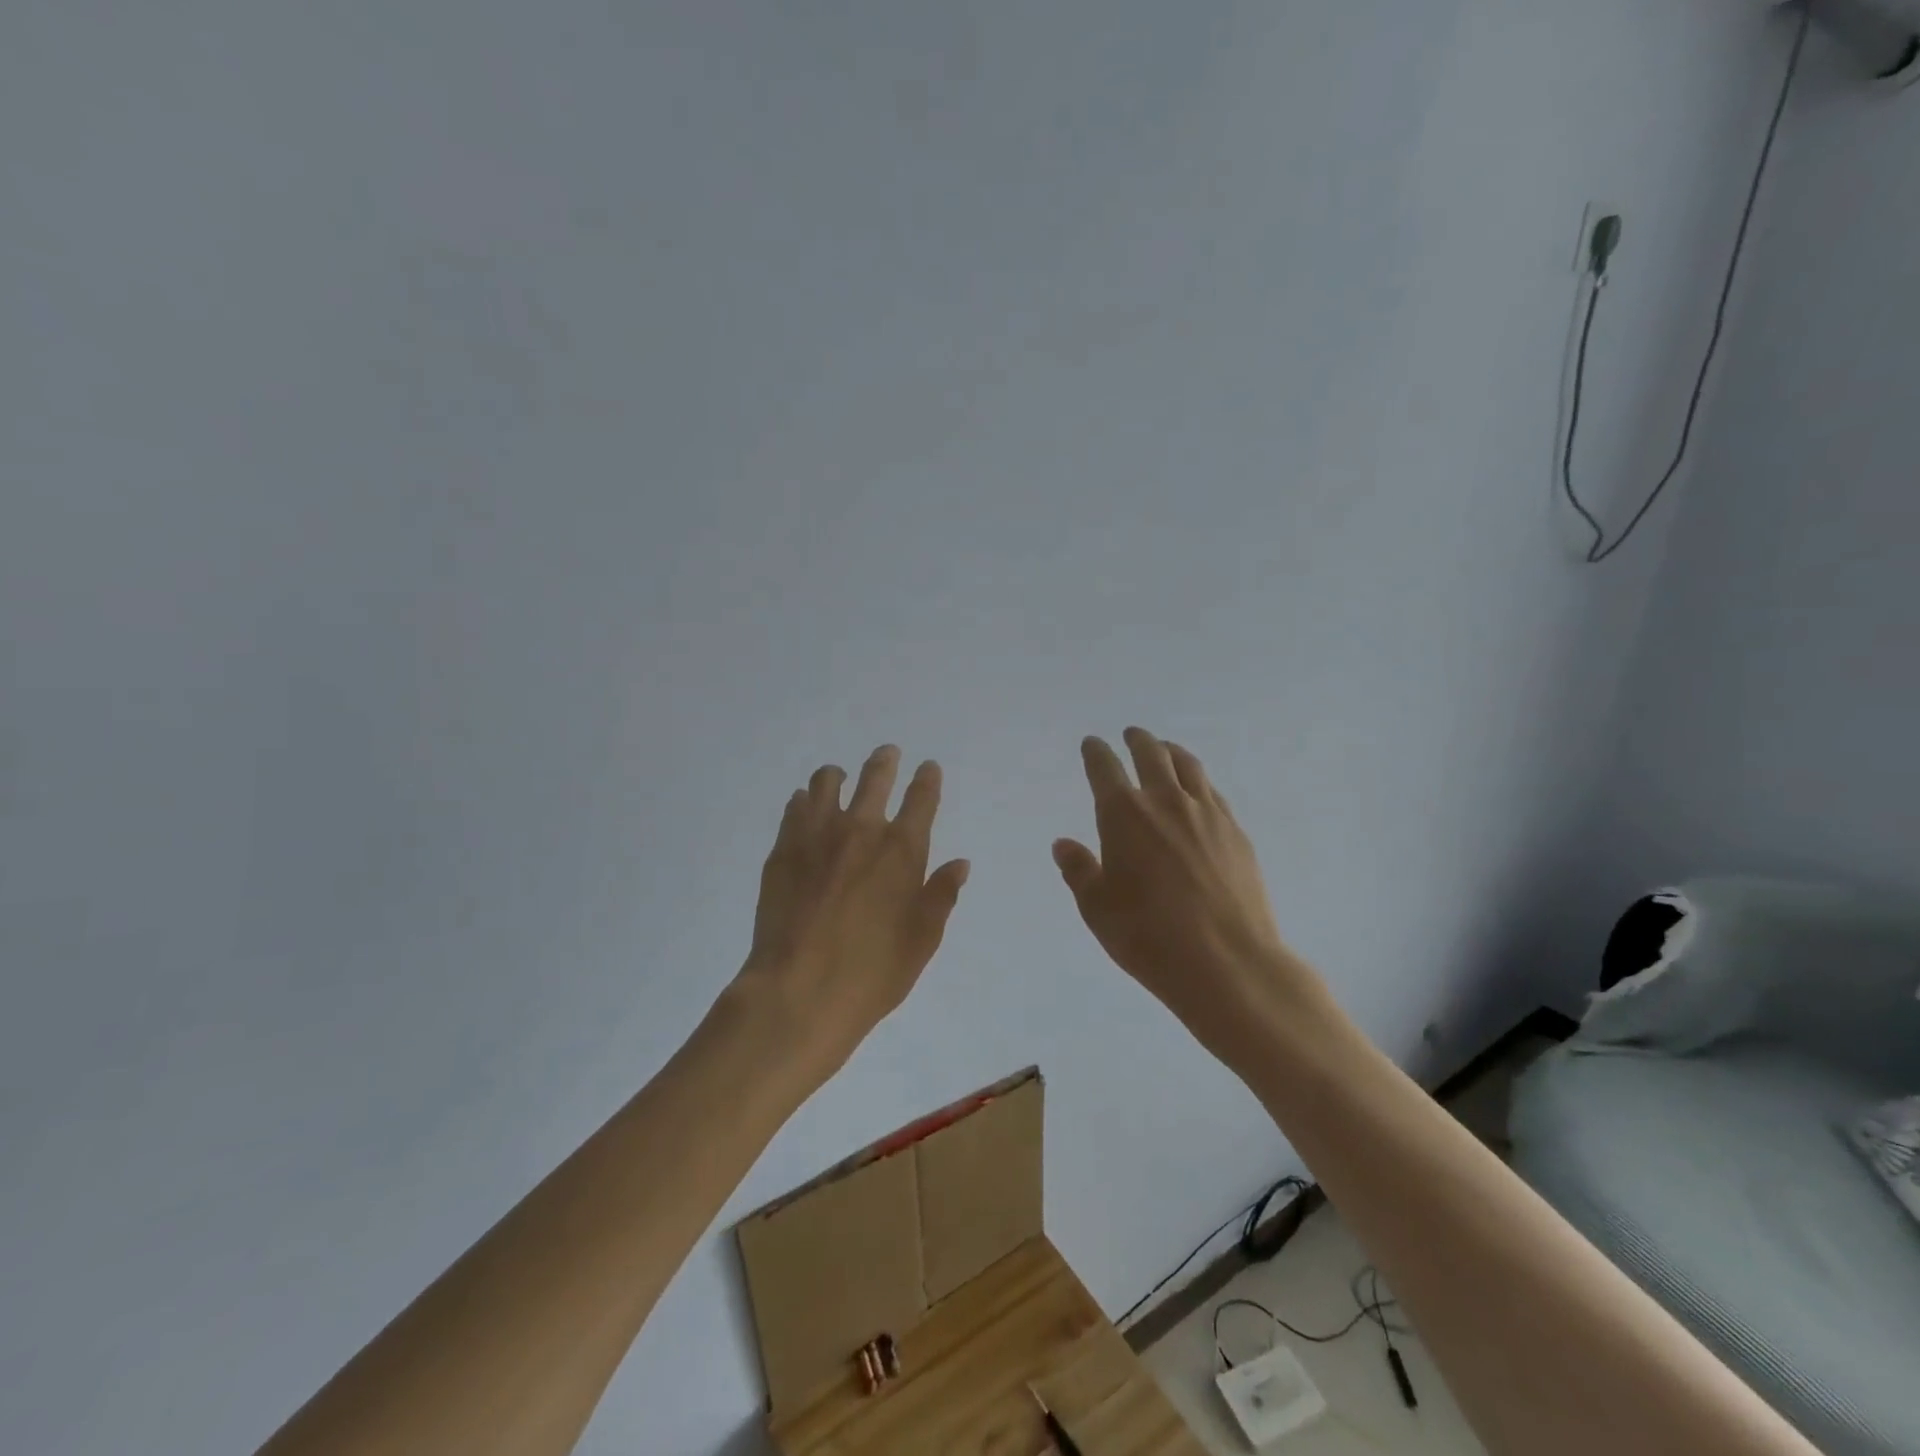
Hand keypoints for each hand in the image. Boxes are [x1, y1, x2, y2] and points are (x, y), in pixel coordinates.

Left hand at [734, 745, 969, 1087]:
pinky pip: (794, 807)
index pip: (921, 799)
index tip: (927, 767)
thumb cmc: (872, 972)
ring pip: (826, 782)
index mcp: (902, 850)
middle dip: (885, 761)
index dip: (927, 779)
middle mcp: (861, 830)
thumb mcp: (922, 940)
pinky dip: (805, 800)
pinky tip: (805, 807)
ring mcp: (817, 835)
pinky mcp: (782, 849)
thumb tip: (960, 863)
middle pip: (875, 777)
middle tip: (888, 754)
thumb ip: (941, 895)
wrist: (798, 992)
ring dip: (838, 775)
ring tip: (839, 777)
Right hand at [1053, 728, 1319, 1065]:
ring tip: (1165, 749)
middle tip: (1131, 735)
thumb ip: (1079, 870)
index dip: (1095, 752)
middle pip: (1151, 755)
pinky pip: (1212, 791)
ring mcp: (1206, 813)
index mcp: (1123, 814)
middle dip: (1137, 740)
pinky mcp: (1235, 831)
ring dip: (1171, 752)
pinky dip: (1198, 780)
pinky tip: (1197, 790)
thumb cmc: (1148, 936)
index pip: (1105, 768)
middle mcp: (1165, 802)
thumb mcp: (1097, 908)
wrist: (1227, 961)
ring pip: (1187, 766)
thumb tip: (1063, 844)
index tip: (1092, 744)